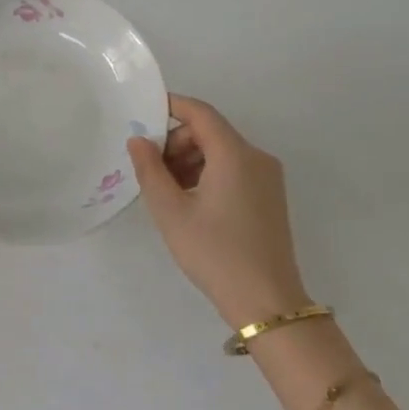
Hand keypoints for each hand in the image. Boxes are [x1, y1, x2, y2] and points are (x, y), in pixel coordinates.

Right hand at [126, 95, 307, 326]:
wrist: (266, 303)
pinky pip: (234, 169)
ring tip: (167, 190)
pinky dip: (208, 173)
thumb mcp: (170, 211)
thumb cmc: (214, 253)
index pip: (200, 112)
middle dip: (176, 141)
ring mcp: (268, 178)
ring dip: (191, 159)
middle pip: (210, 131)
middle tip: (151, 169)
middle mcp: (257, 157)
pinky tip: (190, 201)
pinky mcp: (270, 196)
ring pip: (222, 151)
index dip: (170, 106)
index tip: (142, 115)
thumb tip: (138, 139)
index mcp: (235, 154)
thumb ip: (150, 169)